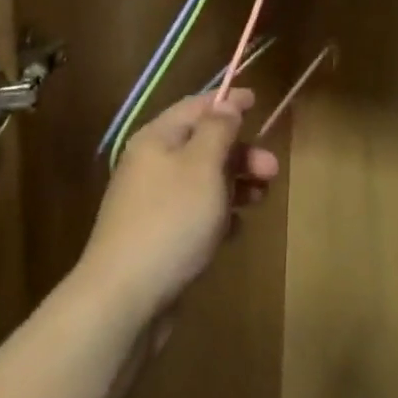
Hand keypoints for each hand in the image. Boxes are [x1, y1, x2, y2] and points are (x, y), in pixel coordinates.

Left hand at [77, 90, 279, 328]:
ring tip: (261, 199)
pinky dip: (218, 216)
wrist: (125, 297)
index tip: (258, 100)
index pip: (195, 107)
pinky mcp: (159, 237)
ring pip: (202, 182)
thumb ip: (217, 131)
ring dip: (234, 184)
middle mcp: (151, 165)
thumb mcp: (201, 166)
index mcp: (156, 139)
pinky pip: (195, 215)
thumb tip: (225, 104)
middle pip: (202, 145)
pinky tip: (234, 231)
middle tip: (272, 170)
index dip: (226, 102)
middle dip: (239, 152)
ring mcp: (153, 203)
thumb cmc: (170, 220)